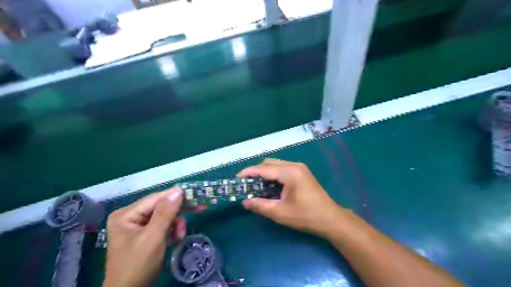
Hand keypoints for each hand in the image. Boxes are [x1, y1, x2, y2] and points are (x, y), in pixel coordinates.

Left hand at [102, 187, 184, 286]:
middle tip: (196, 212)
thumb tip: (178, 191)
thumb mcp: (153, 237)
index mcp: (126, 214)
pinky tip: (176, 237)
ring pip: (163, 215)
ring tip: (181, 234)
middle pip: (160, 206)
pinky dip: (171, 229)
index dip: (174, 196)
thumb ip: (165, 213)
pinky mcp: (144, 233)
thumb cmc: (138, 265)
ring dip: (175, 223)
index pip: (155, 198)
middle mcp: (130, 215)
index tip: (193, 195)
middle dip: (176, 213)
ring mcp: (136, 225)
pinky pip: (162, 224)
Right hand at [238, 158, 349, 238]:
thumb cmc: (305, 216)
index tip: (237, 178)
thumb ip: (260, 205)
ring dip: (265, 173)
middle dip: (256, 172)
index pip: (264, 169)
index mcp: (289, 172)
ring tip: (257, 186)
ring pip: (276, 165)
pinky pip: (283, 169)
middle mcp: (294, 165)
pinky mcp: (302, 173)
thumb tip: (245, 202)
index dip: (249, 172)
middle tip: (247, 184)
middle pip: (269, 163)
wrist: (330, 219)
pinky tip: (270, 186)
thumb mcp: (280, 212)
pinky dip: (274, 175)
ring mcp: (300, 168)